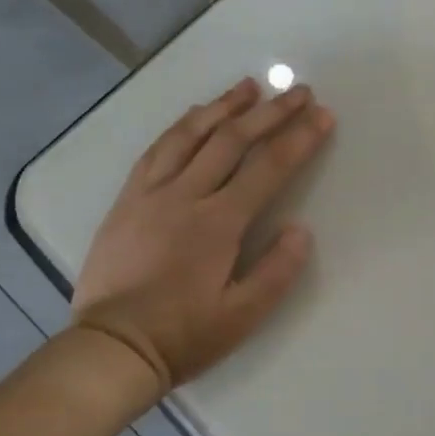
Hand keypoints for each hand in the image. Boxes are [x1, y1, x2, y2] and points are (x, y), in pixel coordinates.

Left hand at [71, 77, 333, 388]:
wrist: (111, 348)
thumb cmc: (184, 336)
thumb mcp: (242, 316)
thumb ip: (277, 271)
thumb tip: (300, 229)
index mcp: (217, 223)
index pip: (267, 168)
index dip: (299, 139)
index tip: (322, 115)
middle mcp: (184, 196)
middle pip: (232, 140)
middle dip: (270, 112)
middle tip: (298, 91)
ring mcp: (150, 193)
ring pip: (190, 135)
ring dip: (224, 107)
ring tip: (249, 87)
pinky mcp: (126, 200)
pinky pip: (156, 150)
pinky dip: (181, 126)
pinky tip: (195, 116)